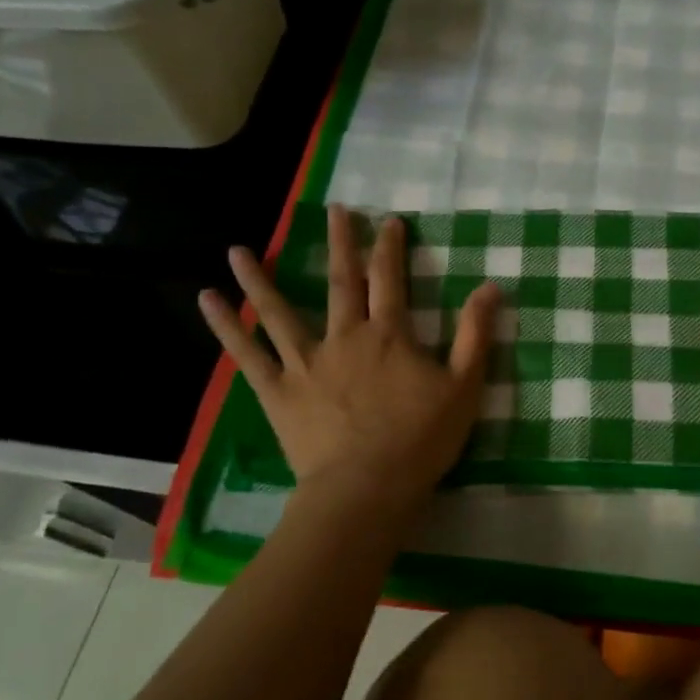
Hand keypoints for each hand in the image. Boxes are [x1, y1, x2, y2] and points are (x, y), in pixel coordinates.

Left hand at [198, 205, 500, 522]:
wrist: (366, 489)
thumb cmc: (421, 439)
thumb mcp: (463, 386)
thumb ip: (475, 334)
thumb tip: (491, 286)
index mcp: (389, 335)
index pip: (390, 279)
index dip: (390, 247)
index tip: (387, 220)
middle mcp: (344, 337)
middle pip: (342, 282)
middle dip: (340, 243)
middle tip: (334, 210)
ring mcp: (306, 362)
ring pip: (279, 311)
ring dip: (260, 277)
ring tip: (238, 250)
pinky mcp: (277, 391)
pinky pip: (248, 354)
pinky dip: (227, 326)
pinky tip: (208, 300)